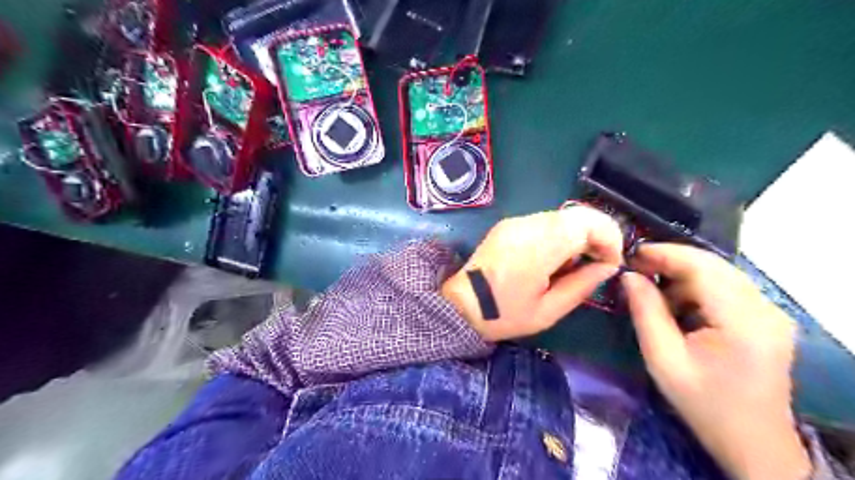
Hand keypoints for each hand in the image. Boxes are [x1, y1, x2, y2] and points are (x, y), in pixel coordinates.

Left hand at [440, 209, 622, 343]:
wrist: (461, 305)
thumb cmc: (504, 314)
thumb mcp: (548, 310)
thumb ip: (582, 285)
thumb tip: (608, 266)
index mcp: (537, 247)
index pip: (585, 222)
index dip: (608, 237)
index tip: (611, 262)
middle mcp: (526, 226)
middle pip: (576, 215)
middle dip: (596, 236)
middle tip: (597, 263)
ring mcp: (515, 222)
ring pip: (561, 217)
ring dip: (577, 235)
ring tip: (573, 265)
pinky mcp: (508, 224)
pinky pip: (544, 221)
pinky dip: (559, 235)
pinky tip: (553, 258)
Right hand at [622, 244, 808, 479]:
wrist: (751, 441)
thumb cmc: (703, 403)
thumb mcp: (663, 359)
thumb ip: (645, 312)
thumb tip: (629, 275)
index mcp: (743, 322)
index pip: (703, 268)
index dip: (665, 254)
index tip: (631, 254)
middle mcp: (765, 309)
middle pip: (714, 265)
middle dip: (671, 260)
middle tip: (636, 267)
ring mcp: (771, 313)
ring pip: (720, 273)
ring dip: (683, 275)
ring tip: (652, 289)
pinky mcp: (767, 318)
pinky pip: (727, 287)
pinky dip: (697, 287)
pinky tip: (677, 304)